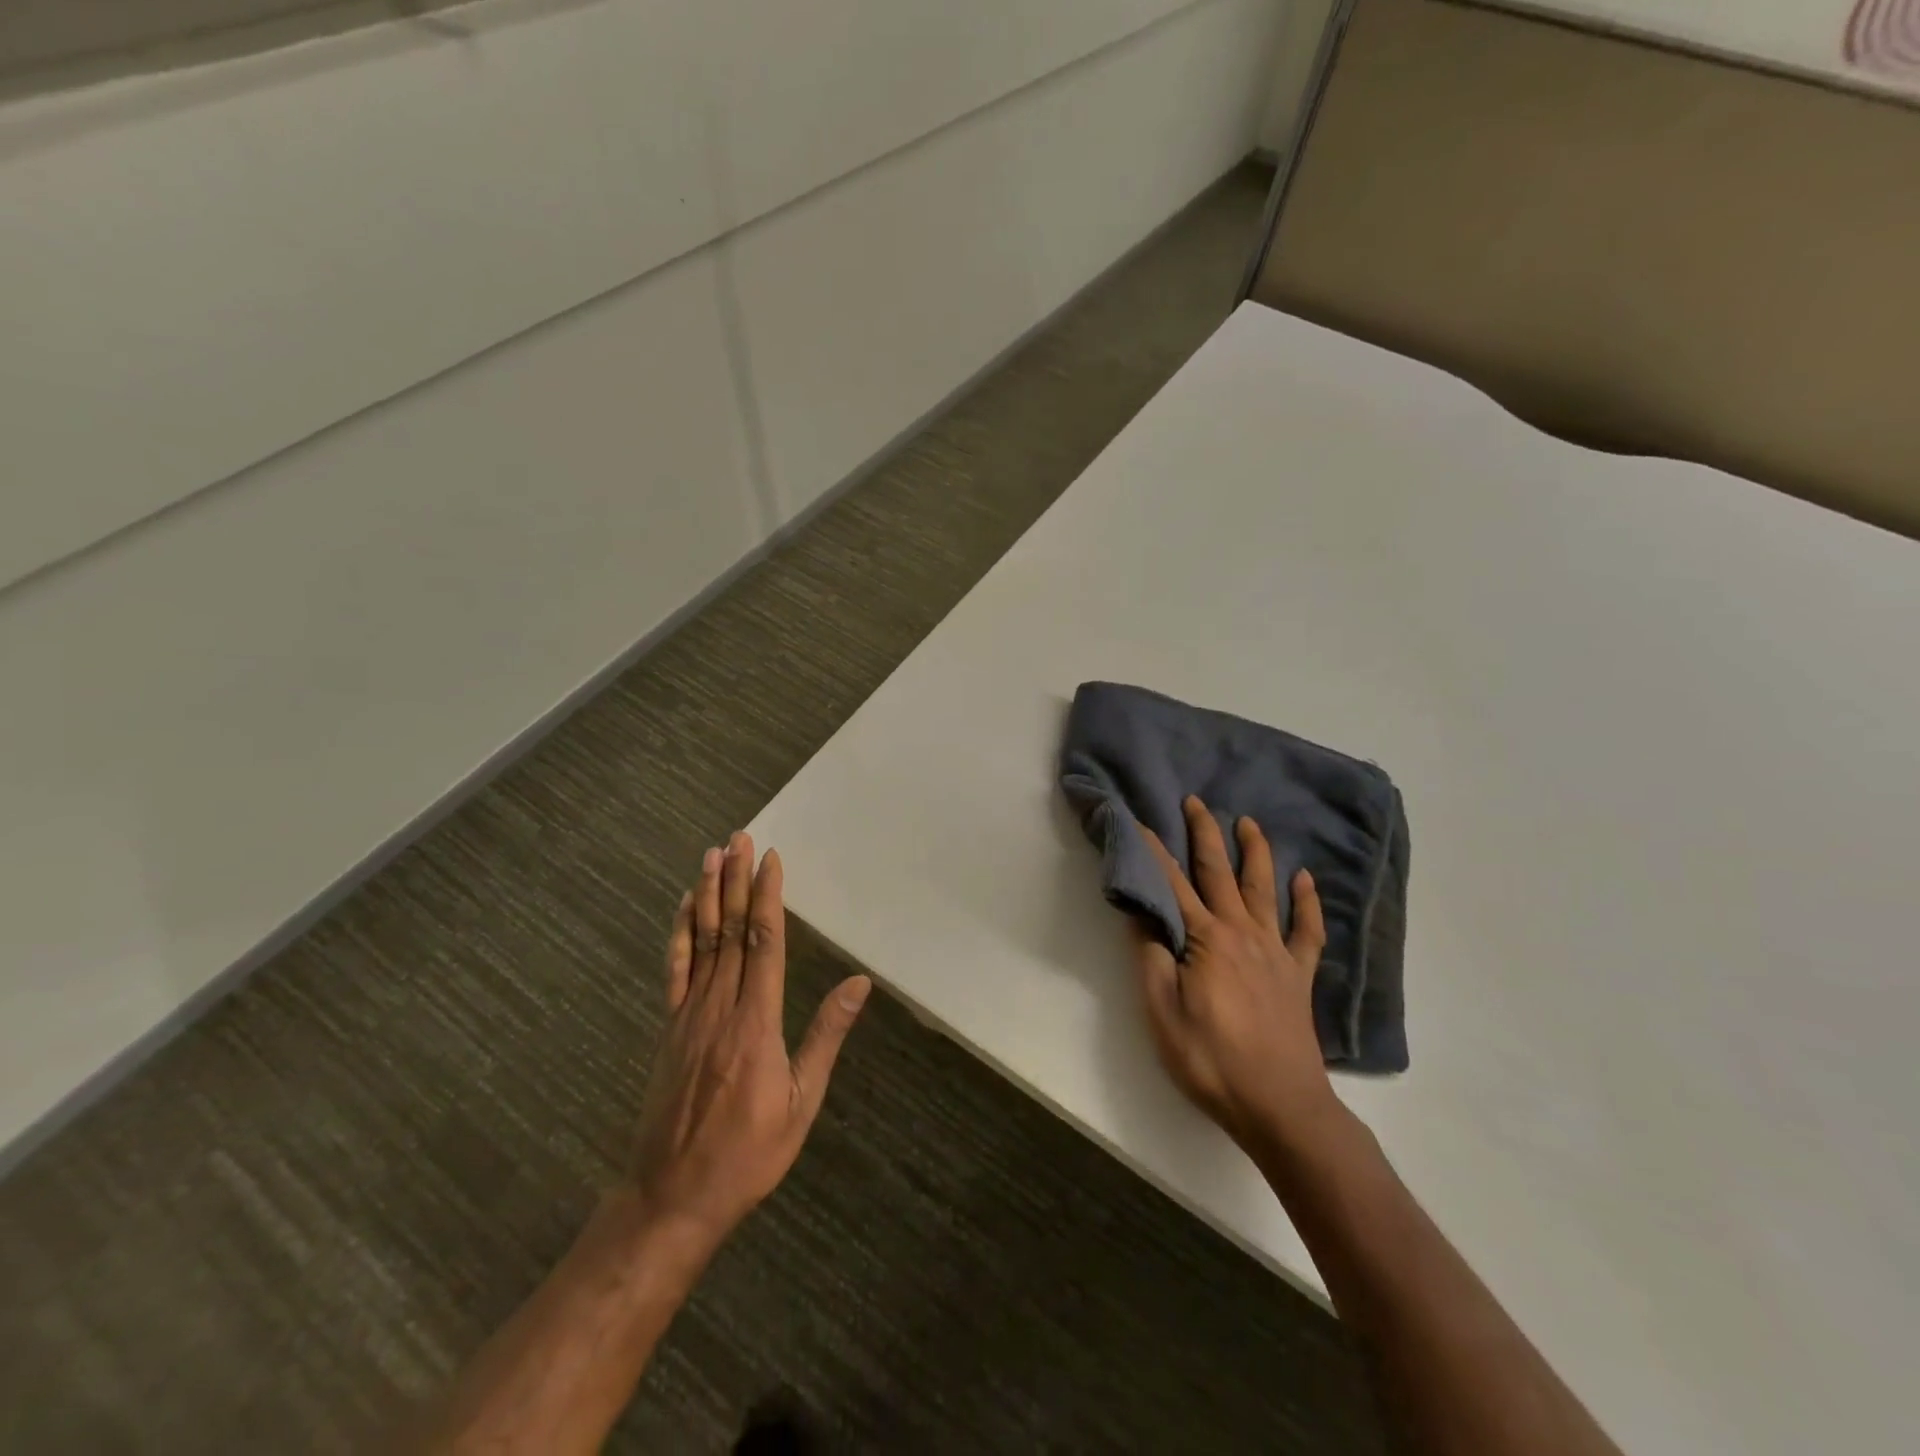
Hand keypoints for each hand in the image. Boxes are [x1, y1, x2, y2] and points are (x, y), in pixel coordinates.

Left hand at [628, 832, 870, 1250]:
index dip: (768, 897)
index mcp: (756, 1022)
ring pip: (702, 941)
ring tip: (712, 855)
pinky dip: (680, 934)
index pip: (764, 943)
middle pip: (731, 930)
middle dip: (736, 880)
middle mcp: (721, 1007)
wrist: (671, 1196)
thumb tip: (858, 984)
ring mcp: (689, 1015)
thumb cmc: (748, 1153)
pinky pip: (675, 970)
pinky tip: (684, 908)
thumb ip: (825, 1037)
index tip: (771, 859)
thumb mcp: (800, 1102)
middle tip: (739, 837)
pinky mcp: (669, 1028)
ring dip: (708, 894)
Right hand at [1133, 796, 1335, 1149]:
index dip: (1155, 851)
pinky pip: (1307, 930)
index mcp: (1206, 939)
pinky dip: (1308, 902)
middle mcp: (1242, 933)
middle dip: (1206, 835)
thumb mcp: (1162, 1011)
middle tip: (1197, 802)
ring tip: (1249, 823)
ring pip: (1265, 889)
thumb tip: (1141, 912)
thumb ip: (1151, 956)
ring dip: (1255, 853)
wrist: (1281, 1106)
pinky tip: (1305, 880)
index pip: (1173, 884)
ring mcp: (1275, 952)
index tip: (1141, 820)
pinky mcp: (1298, 975)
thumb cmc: (1211, 1059)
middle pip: (1220, 873)